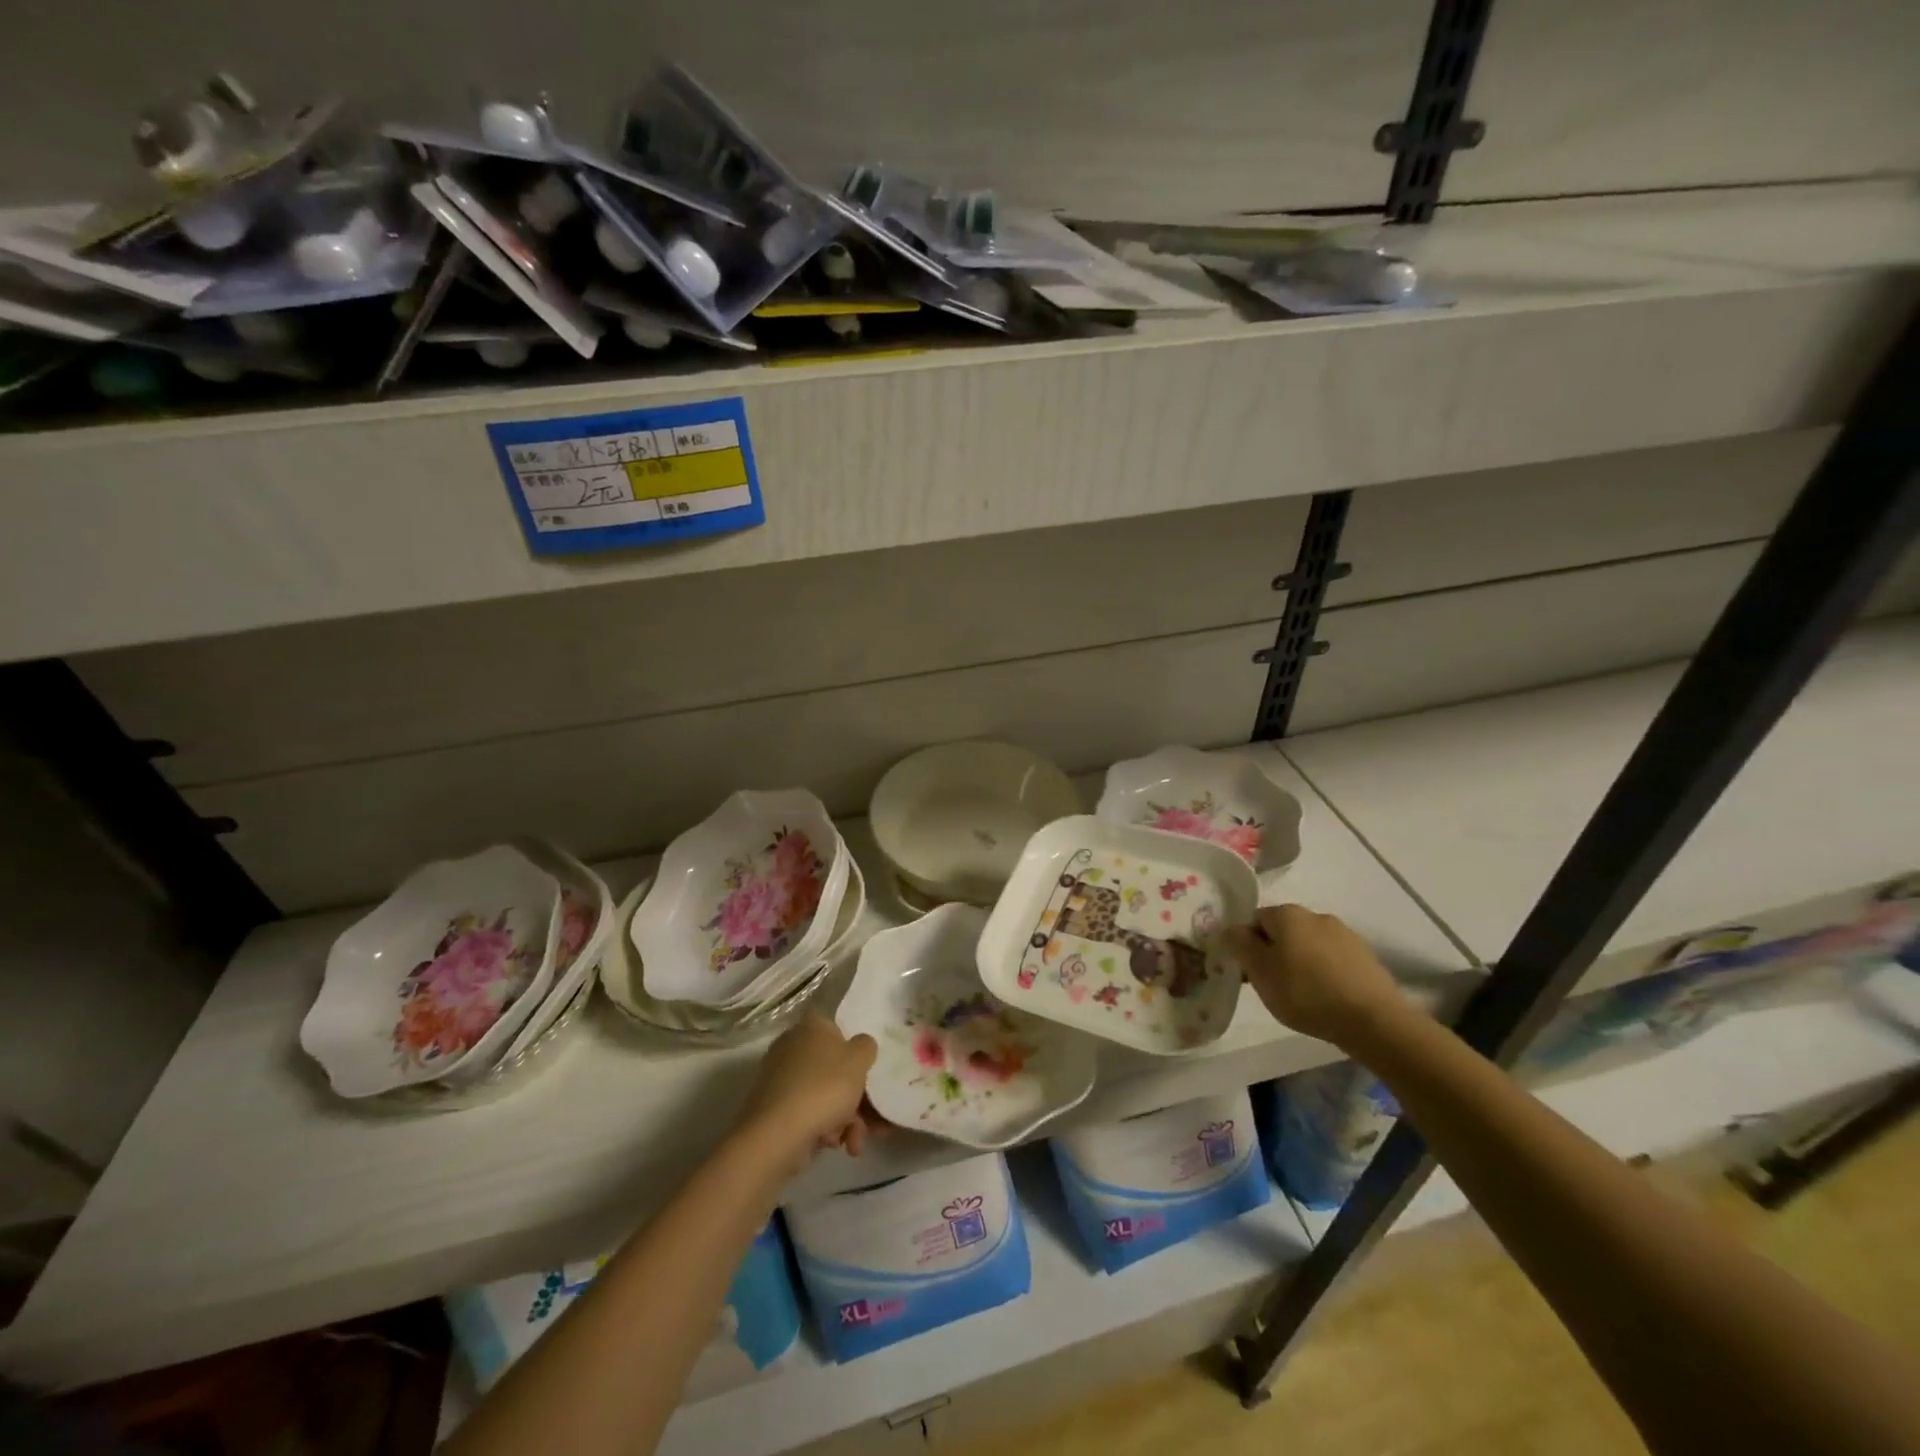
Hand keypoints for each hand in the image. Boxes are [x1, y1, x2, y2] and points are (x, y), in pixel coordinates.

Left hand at [737, 1015, 877, 1166]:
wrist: (777, 1134)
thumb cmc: (824, 1086)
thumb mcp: (858, 1060)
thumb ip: (866, 1046)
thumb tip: (861, 1045)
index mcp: (811, 1026)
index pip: (836, 1028)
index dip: (854, 1049)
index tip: (866, 1072)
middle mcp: (792, 1046)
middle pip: (833, 1068)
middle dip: (856, 1098)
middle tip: (871, 1122)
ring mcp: (780, 1078)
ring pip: (823, 1094)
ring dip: (844, 1119)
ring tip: (853, 1143)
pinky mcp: (774, 1108)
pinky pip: (807, 1112)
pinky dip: (823, 1127)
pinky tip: (832, 1144)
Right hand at [1223, 904, 1406, 1046]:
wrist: (1373, 1020)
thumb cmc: (1306, 993)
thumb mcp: (1260, 971)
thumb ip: (1239, 945)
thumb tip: (1230, 929)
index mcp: (1287, 913)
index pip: (1254, 920)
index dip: (1247, 945)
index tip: (1250, 972)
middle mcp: (1316, 915)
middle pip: (1283, 931)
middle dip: (1274, 953)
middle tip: (1272, 985)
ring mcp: (1344, 935)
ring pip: (1308, 945)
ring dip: (1299, 963)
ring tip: (1302, 996)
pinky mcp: (1365, 957)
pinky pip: (1332, 960)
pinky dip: (1324, 973)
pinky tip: (1326, 997)